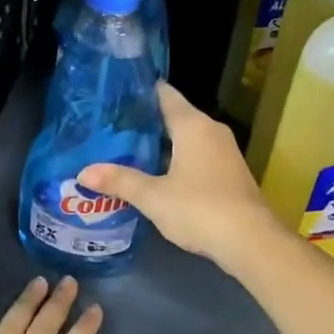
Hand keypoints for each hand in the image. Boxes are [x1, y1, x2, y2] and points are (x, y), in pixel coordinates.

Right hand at [80, 82, 284, 278]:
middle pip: (174, 115)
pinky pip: (196, 154)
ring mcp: (224, 152)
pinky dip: (175, 158)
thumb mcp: (153, 196)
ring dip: (160, 143)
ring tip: (126, 148)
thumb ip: (119, 181)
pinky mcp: (228, 173)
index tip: (115, 95)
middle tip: (111, 126)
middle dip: (145, 121)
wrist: (251, 242)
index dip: (140, 91)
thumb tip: (83, 173)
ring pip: (186, 137)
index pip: (164, 94)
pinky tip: (155, 173)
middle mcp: (210, 130)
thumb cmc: (200, 209)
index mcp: (193, 125)